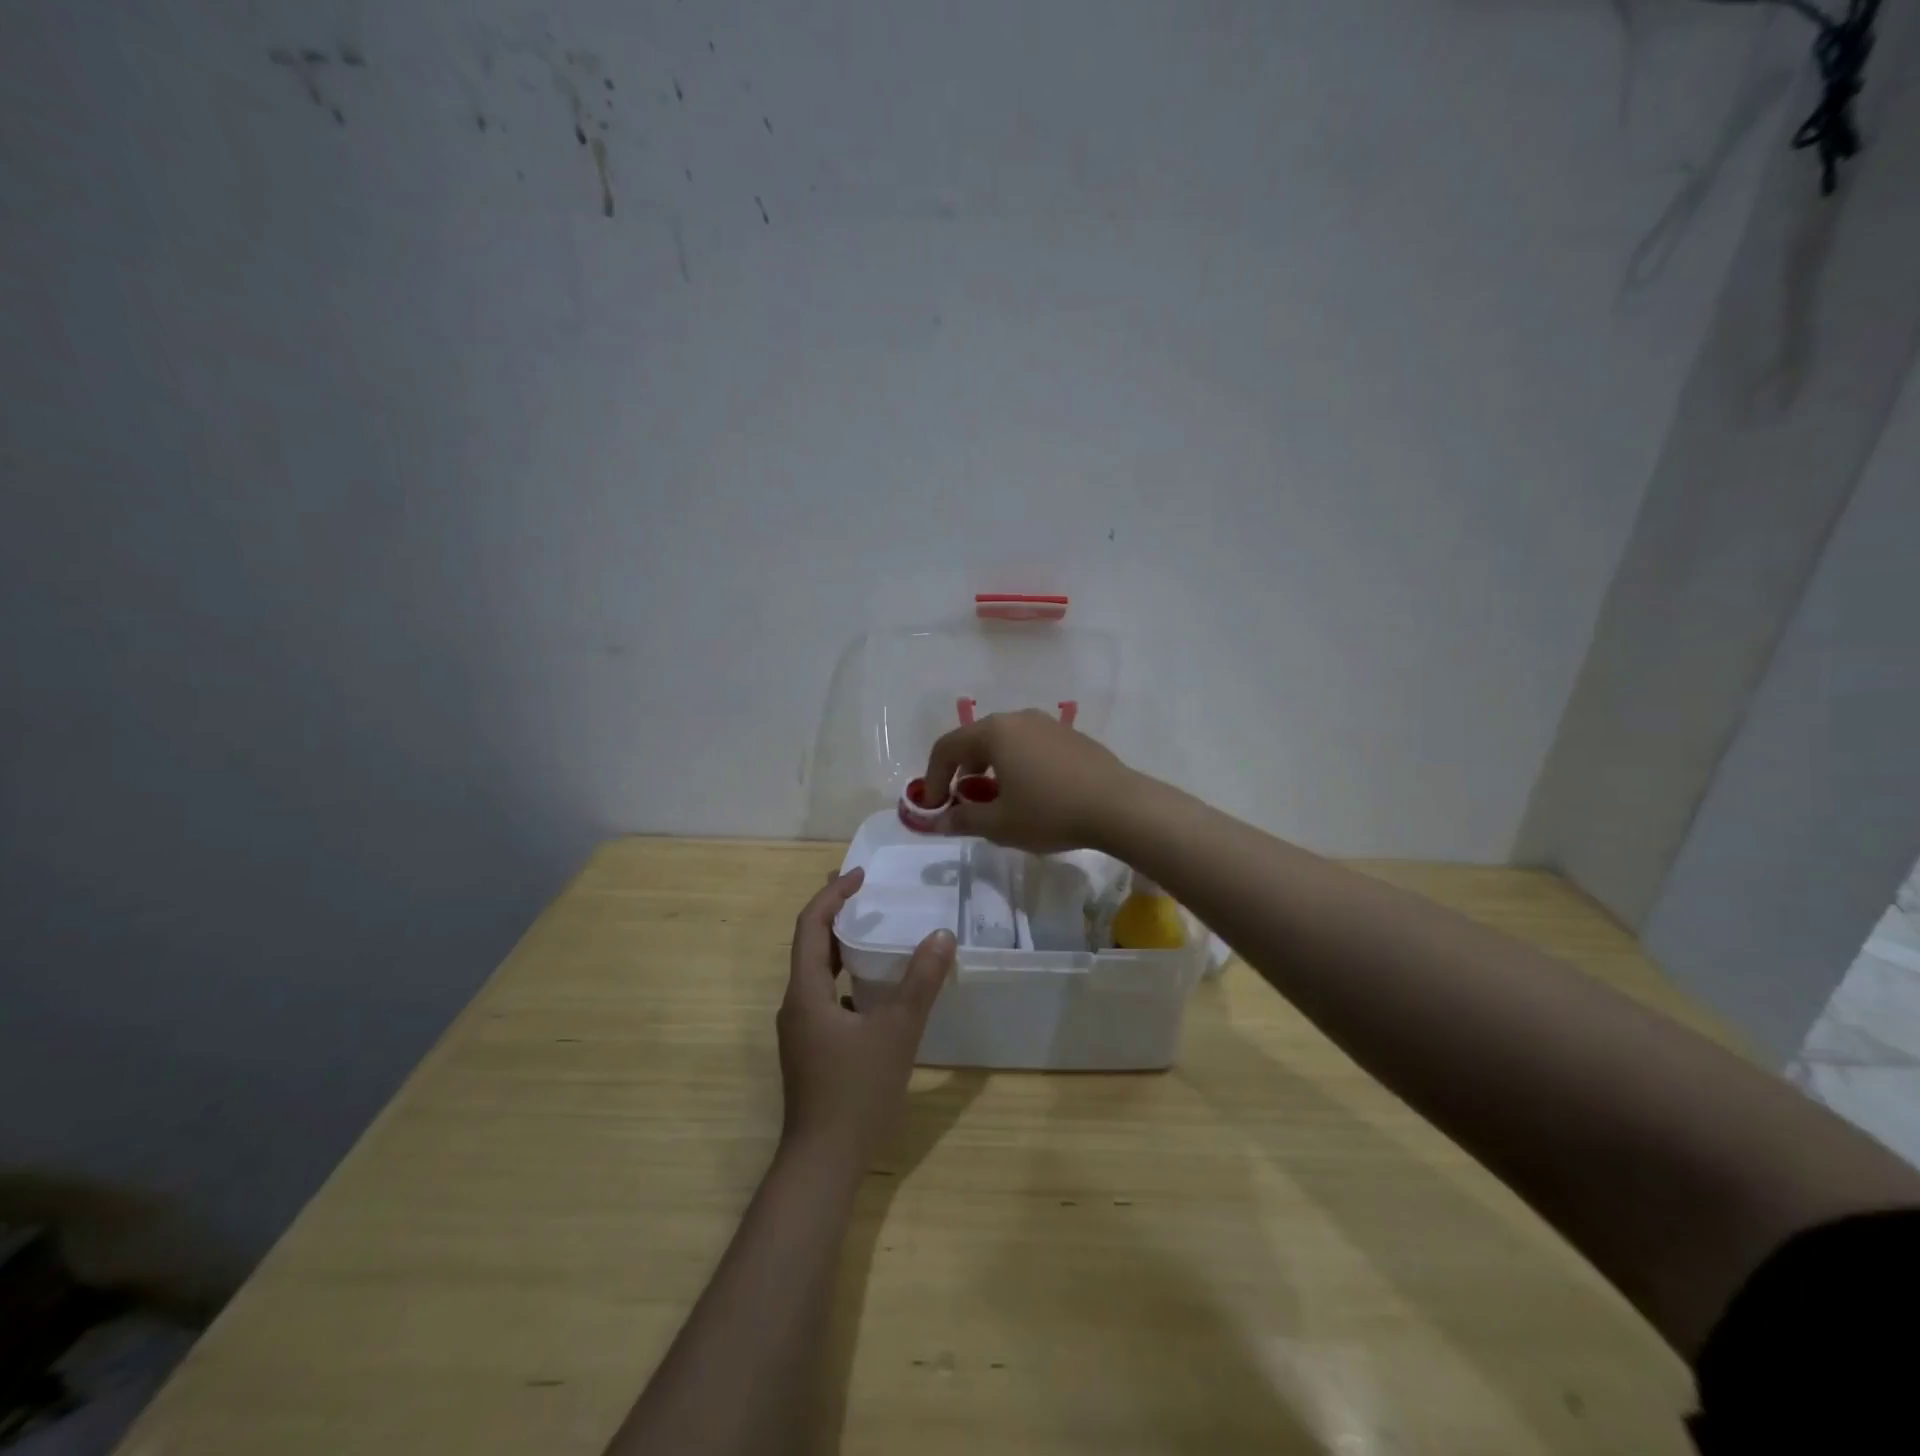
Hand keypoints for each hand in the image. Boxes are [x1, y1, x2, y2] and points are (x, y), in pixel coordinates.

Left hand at [777, 868, 954, 1168]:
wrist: (822, 1164)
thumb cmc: (855, 1093)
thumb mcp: (897, 1032)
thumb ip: (920, 982)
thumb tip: (941, 935)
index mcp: (805, 992)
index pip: (811, 926)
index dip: (833, 895)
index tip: (861, 875)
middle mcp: (795, 1005)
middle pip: (810, 945)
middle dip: (835, 914)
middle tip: (865, 892)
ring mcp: (801, 1030)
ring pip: (818, 973)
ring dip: (841, 946)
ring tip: (872, 930)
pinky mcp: (811, 1050)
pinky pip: (827, 997)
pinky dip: (847, 978)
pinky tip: (876, 988)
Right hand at [922, 709, 1137, 852]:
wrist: (1119, 806)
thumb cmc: (1050, 812)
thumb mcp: (1000, 824)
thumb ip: (963, 819)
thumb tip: (939, 820)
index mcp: (995, 732)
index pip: (947, 747)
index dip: (932, 777)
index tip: (933, 807)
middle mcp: (1018, 719)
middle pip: (975, 740)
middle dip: (960, 771)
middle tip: (962, 802)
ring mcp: (1048, 724)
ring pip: (1004, 742)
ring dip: (989, 768)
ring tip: (996, 799)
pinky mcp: (1071, 737)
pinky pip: (1030, 746)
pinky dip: (1016, 765)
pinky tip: (1031, 794)